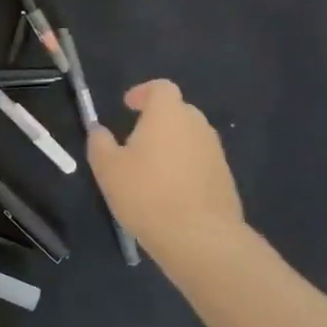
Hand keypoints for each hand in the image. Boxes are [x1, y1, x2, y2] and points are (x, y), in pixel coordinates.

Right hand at [87, 80, 244, 268]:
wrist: (200, 239)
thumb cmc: (147, 194)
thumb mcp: (107, 168)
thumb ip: (99, 143)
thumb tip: (100, 132)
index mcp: (168, 114)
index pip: (161, 88)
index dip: (143, 93)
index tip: (128, 106)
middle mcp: (196, 125)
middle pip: (178, 111)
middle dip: (158, 120)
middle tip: (137, 140)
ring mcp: (215, 153)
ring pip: (191, 138)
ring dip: (173, 145)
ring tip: (152, 170)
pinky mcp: (226, 180)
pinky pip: (201, 163)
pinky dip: (186, 169)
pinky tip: (171, 194)